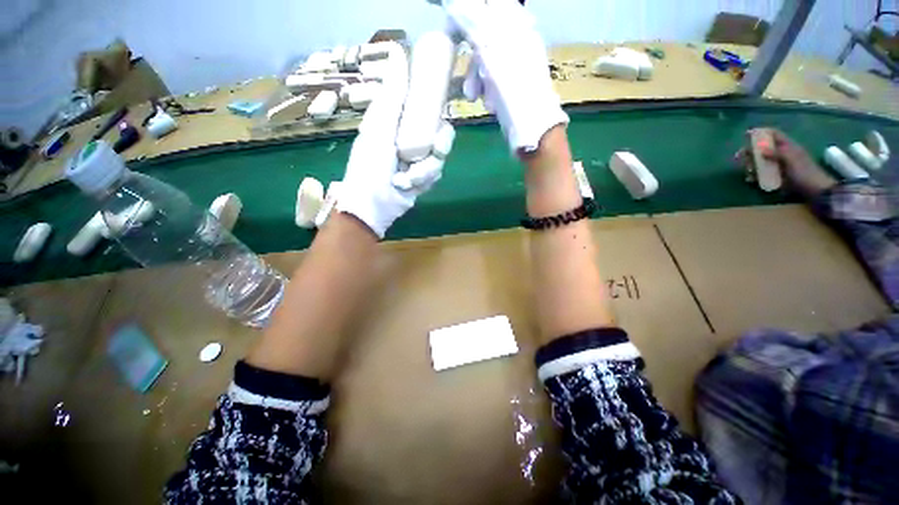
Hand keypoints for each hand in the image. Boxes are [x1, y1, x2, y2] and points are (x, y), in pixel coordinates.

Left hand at [336, 42, 443, 238]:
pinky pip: (438, 172)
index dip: (438, 105)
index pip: (427, 105)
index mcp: (400, 120)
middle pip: (442, 131)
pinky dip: (426, 180)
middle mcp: (412, 136)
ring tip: (408, 179)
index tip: (442, 109)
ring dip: (427, 169)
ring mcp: (420, 158)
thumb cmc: (370, 166)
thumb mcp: (380, 127)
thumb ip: (394, 95)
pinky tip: (411, 186)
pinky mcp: (425, 177)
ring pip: (441, 155)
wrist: (374, 206)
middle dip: (439, 144)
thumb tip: (400, 51)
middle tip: (432, 152)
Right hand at [445, 0, 567, 154]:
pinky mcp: (512, 82)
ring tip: (474, 96)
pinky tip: (489, 101)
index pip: (487, 4)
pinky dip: (486, 88)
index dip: (465, 11)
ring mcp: (515, 60)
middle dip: (470, 55)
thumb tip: (453, 5)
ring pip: (485, 58)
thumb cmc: (513, 87)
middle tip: (461, 66)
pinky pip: (491, 76)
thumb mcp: (490, 49)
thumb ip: (472, 22)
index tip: (449, 22)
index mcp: (514, 21)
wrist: (531, 126)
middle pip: (482, 32)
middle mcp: (517, 36)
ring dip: (476, 77)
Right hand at [740, 128, 836, 199]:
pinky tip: (750, 180)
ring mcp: (778, 166)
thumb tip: (760, 149)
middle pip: (763, 148)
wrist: (815, 191)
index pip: (773, 135)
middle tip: (740, 157)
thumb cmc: (805, 173)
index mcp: (787, 147)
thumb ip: (777, 153)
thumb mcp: (792, 160)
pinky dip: (754, 176)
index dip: (761, 132)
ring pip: (760, 162)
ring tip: (747, 171)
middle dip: (751, 151)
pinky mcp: (776, 177)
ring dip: (751, 165)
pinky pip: (761, 174)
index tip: (746, 134)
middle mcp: (782, 154)